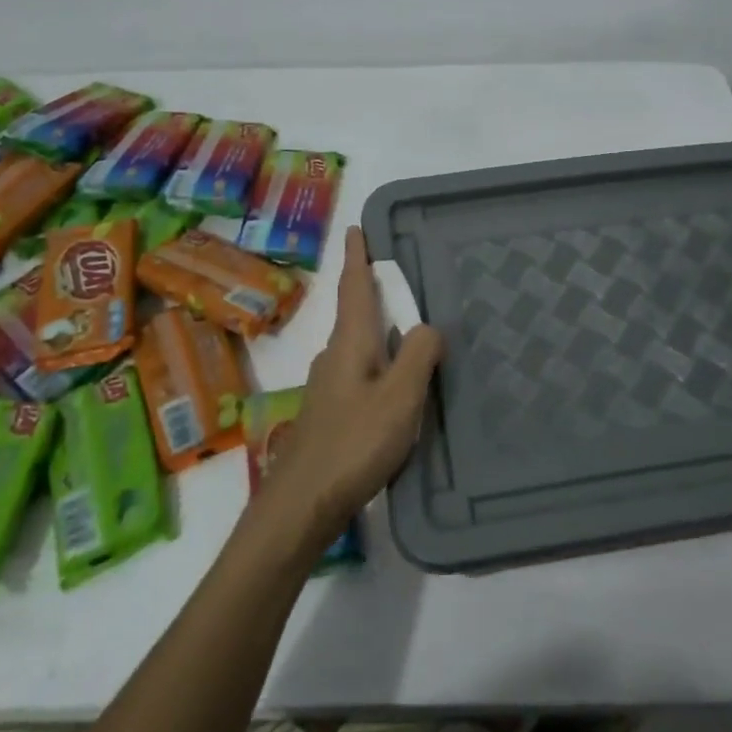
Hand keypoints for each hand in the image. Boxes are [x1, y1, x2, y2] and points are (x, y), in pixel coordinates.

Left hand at [257, 227, 444, 549]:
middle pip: (355, 313)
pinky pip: (360, 372)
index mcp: (349, 343)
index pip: (354, 287)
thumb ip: (418, 356)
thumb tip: (428, 326)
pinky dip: (378, 363)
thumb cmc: (354, 443)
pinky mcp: (331, 413)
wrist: (303, 503)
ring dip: (378, 330)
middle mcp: (334, 356)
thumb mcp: (399, 397)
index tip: (355, 228)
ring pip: (358, 345)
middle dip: (372, 292)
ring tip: (408, 332)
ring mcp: (328, 386)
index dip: (357, 256)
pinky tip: (395, 386)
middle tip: (400, 280)